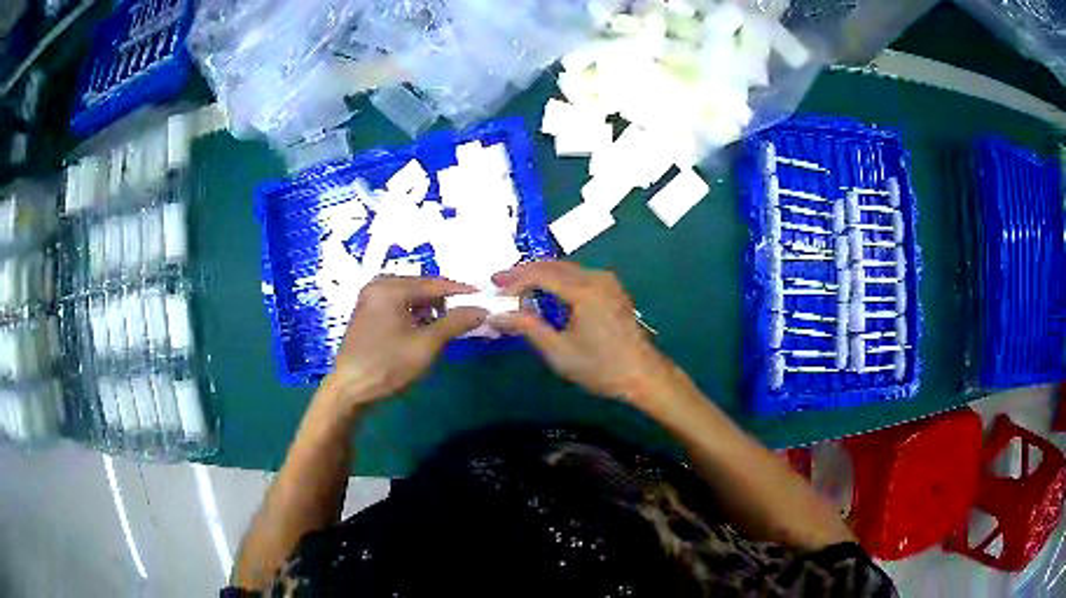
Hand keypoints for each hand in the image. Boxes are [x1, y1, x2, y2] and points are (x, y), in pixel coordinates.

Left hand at [320, 276, 486, 409]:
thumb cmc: (387, 365)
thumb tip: (482, 310)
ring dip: (431, 308)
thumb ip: (455, 323)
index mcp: (390, 287)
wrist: (349, 390)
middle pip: (421, 287)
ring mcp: (370, 299)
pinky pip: (399, 306)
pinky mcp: (368, 314)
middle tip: (470, 311)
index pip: (434, 284)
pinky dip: (415, 315)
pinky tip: (427, 328)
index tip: (484, 298)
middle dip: (446, 300)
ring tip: (452, 323)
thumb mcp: (426, 345)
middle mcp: (378, 286)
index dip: (461, 292)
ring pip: (410, 297)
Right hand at [492, 261, 676, 405]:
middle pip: (554, 266)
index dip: (515, 281)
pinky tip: (546, 291)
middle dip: (524, 271)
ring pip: (567, 269)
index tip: (495, 291)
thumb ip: (527, 328)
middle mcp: (597, 278)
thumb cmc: (600, 367)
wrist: (643, 375)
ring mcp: (608, 282)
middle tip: (499, 280)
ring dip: (541, 274)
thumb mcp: (559, 352)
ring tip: (518, 285)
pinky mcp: (612, 290)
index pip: (541, 275)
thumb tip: (497, 316)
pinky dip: (558, 279)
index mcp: (584, 291)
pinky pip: (579, 276)